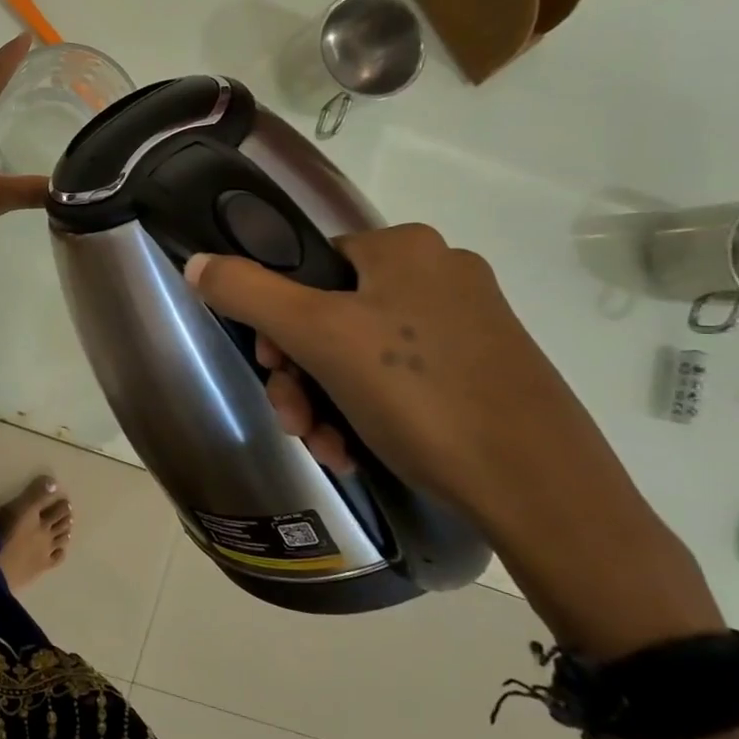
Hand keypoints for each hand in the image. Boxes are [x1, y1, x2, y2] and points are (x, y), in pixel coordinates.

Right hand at [186, 225, 722, 653]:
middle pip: (330, 314)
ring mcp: (468, 324)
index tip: (271, 367)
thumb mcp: (318, 336)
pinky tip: (356, 452)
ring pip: (361, 353)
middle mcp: (439, 273)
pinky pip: (400, 380)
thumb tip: (197, 262)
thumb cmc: (419, 394)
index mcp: (404, 248)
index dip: (275, 319)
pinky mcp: (484, 370)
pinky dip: (366, 412)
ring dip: (325, 401)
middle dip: (299, 373)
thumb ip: (248, 292)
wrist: (541, 490)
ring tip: (325, 447)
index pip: (307, 266)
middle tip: (294, 419)